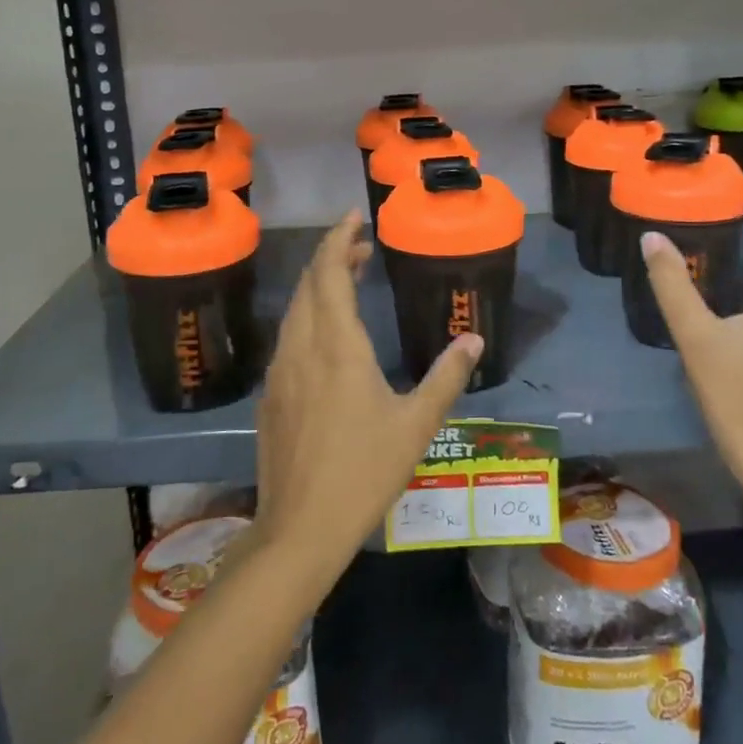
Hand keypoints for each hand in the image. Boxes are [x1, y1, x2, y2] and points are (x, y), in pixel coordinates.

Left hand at [252, 210, 482, 588]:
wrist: (300, 526)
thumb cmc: (364, 471)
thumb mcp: (416, 424)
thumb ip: (446, 377)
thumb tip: (473, 341)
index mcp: (337, 345)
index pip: (329, 272)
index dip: (339, 239)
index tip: (355, 217)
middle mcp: (302, 347)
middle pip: (308, 283)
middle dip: (331, 256)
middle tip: (361, 247)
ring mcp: (280, 371)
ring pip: (295, 310)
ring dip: (318, 286)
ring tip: (347, 281)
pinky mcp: (270, 395)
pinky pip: (287, 337)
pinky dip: (307, 316)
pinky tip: (325, 336)